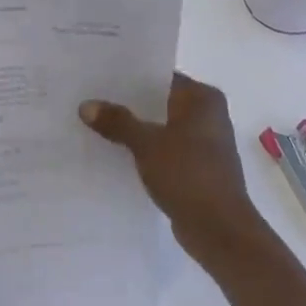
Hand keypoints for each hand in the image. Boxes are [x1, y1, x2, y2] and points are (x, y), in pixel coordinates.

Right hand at [80, 72, 272, 268]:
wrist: (219, 229)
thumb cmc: (188, 175)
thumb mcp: (147, 144)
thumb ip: (117, 122)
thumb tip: (86, 105)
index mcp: (203, 98)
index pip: (160, 76)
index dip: (130, 77)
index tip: (99, 77)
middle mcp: (208, 114)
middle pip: (160, 101)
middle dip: (129, 103)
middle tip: (91, 99)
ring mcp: (205, 142)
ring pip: (161, 126)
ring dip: (136, 128)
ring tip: (97, 124)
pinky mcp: (197, 167)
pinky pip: (165, 148)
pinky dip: (145, 149)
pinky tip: (117, 152)